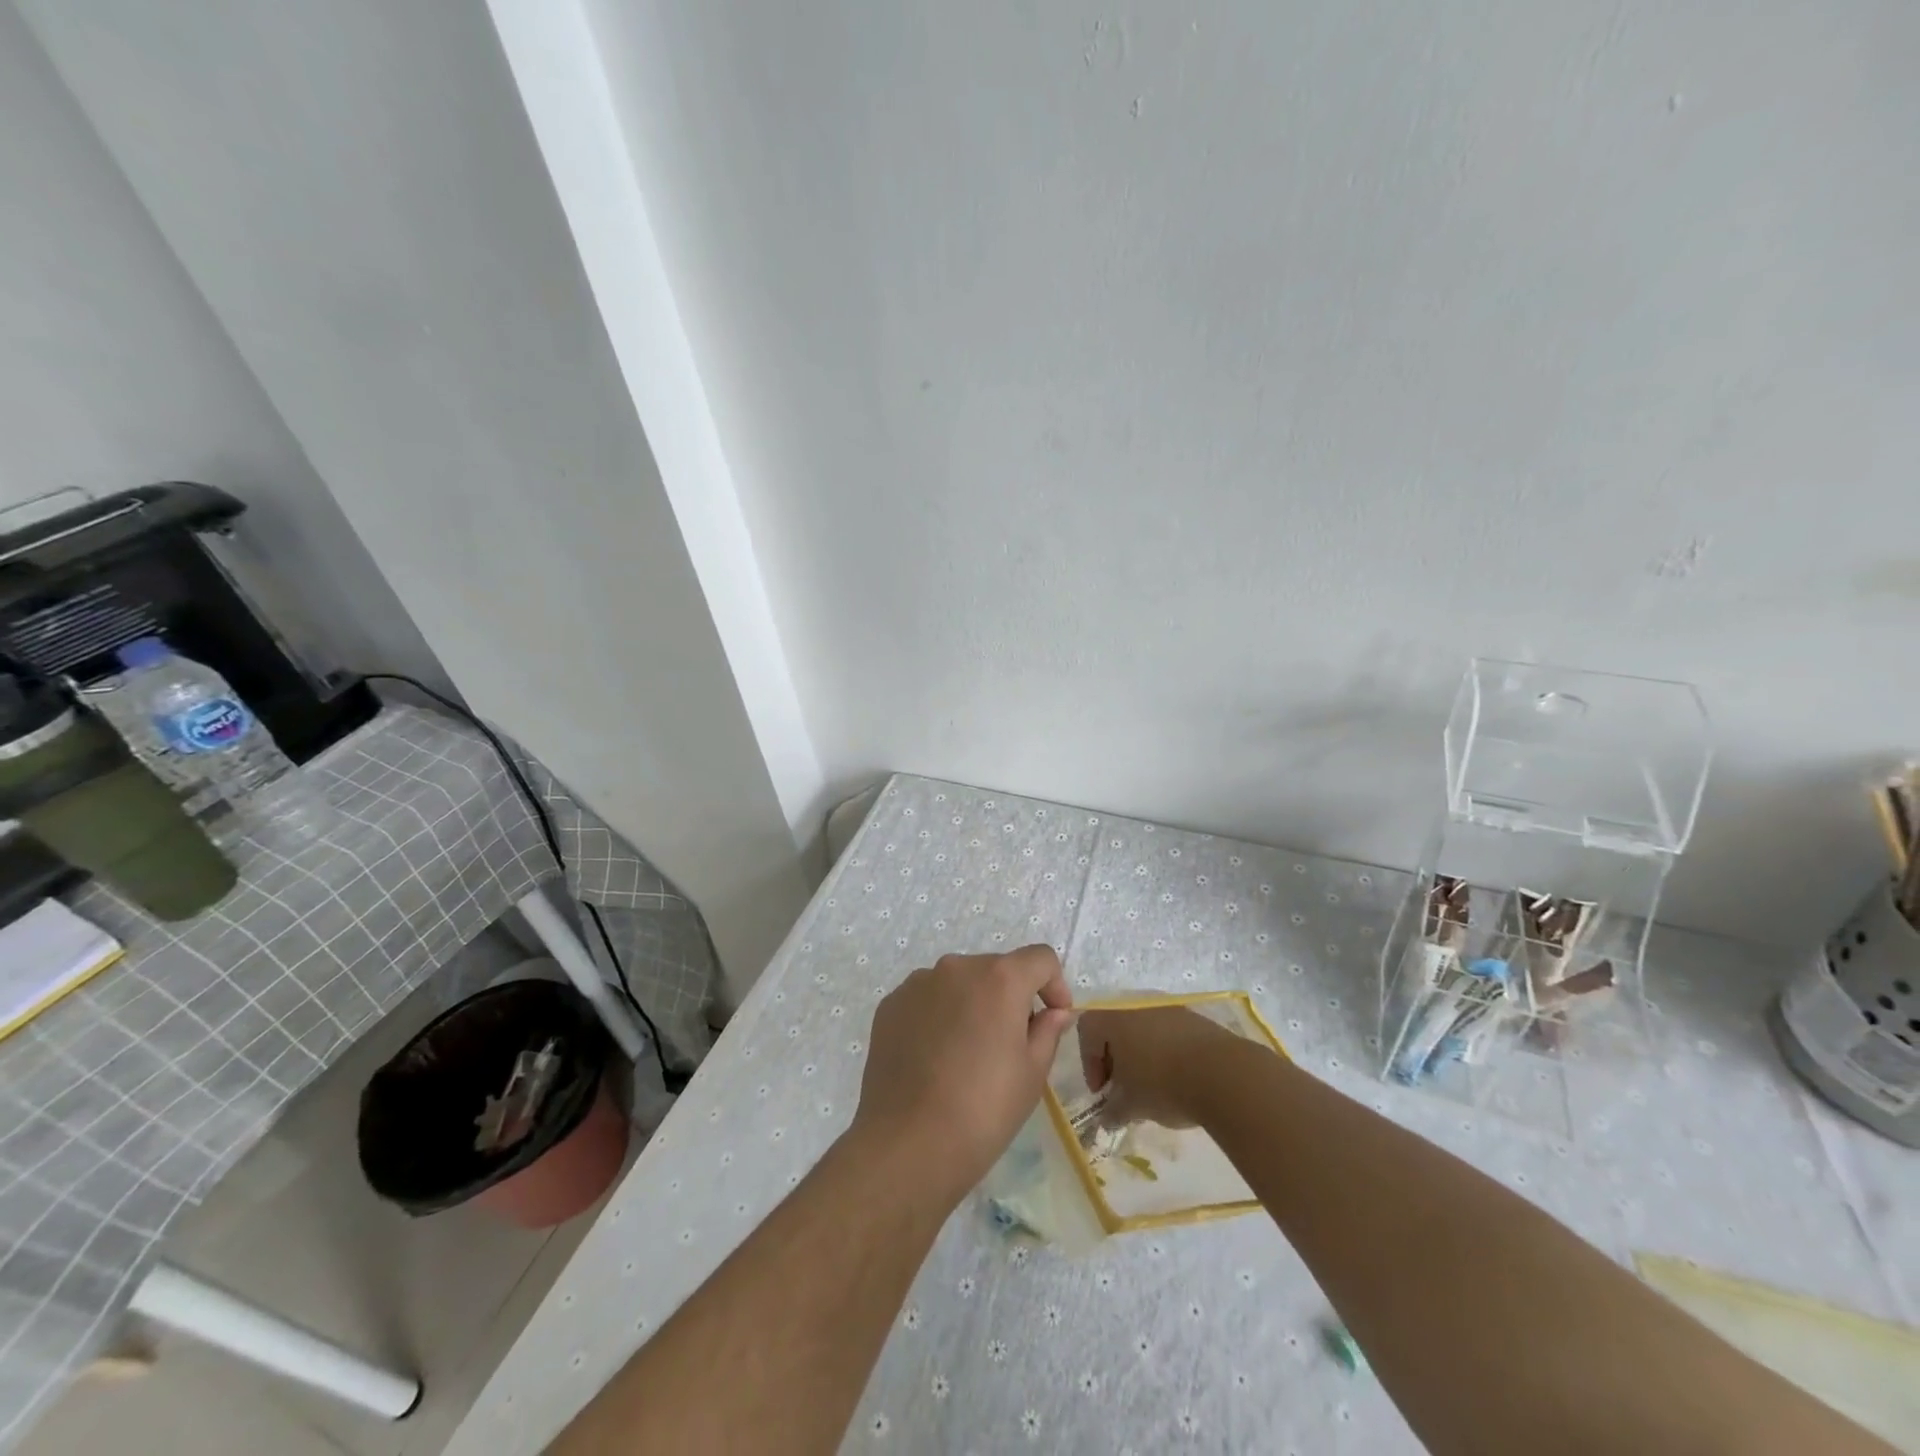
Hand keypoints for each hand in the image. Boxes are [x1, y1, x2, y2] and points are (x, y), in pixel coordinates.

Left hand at [853, 946, 1073, 1201]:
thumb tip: (1053, 1012)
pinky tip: (936, 1058)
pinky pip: (927, 999)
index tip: (1054, 1018)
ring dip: (973, 1004)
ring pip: (959, 983)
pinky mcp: (891, 1004)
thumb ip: (1048, 1031)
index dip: (1055, 984)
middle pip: (997, 969)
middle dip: (1012, 997)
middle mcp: (957, 967)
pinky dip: (939, 1016)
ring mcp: (918, 983)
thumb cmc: (984, 1108)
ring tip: (969, 1054)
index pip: (1040, 959)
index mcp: (1000, 977)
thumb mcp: (1032, 1073)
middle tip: (1012, 1044)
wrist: (908, 1143)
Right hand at [1077, 1005, 1238, 1127]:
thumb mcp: (1132, 1105)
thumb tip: (1105, 1119)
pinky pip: (1170, 1032)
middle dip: (1116, 1059)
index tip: (1103, 1092)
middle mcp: (1137, 1005)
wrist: (1224, 1074)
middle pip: (1115, 1027)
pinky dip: (1167, 1052)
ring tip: (1154, 1087)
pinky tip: (1179, 1079)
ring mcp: (1168, 1008)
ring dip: (1142, 1055)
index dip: (1089, 1062)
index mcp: (1114, 1019)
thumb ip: (1113, 1111)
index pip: (1087, 1030)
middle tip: (1125, 1090)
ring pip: (1144, 1029)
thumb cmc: (1164, 1085)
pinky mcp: (1195, 1018)